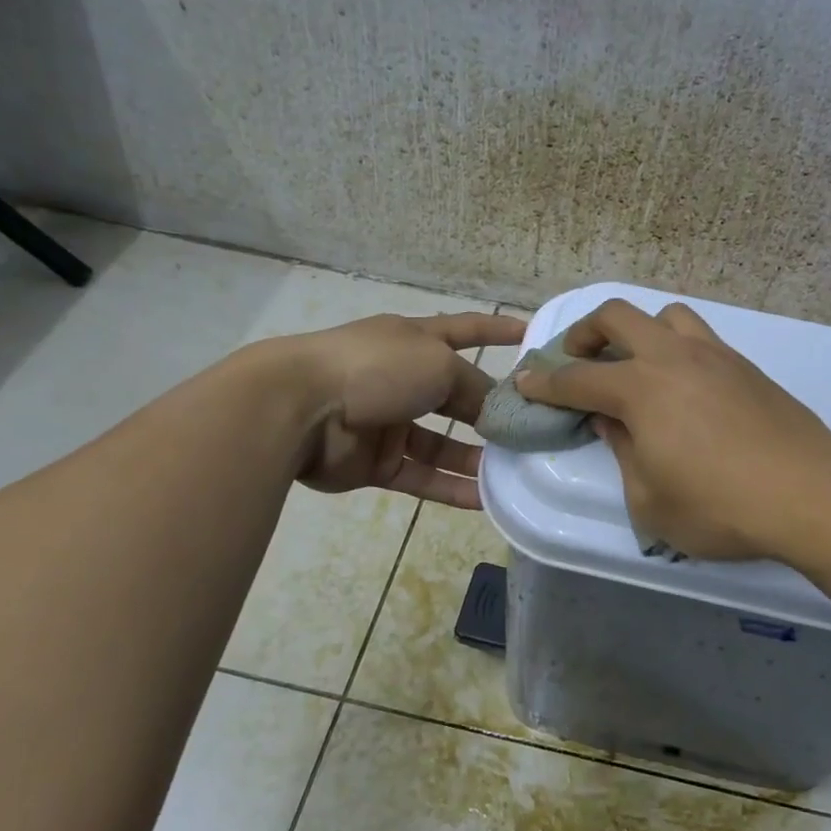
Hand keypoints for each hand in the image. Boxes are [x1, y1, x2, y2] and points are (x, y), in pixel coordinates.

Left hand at [285, 311, 524, 507]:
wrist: (299, 408)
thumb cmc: (376, 368)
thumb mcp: (438, 364)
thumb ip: (474, 385)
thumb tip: (496, 410)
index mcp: (414, 341)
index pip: (464, 330)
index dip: (495, 330)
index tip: (528, 333)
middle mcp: (402, 378)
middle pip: (456, 396)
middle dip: (490, 411)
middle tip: (531, 430)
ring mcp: (387, 422)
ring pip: (442, 443)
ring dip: (476, 457)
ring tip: (515, 471)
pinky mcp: (376, 463)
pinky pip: (422, 476)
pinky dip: (451, 487)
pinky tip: (485, 500)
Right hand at [514, 299, 830, 558]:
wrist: (809, 494)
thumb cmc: (720, 508)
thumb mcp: (650, 501)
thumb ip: (623, 454)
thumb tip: (611, 421)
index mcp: (640, 390)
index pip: (577, 379)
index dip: (545, 382)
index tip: (524, 379)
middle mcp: (672, 358)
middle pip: (617, 317)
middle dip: (585, 333)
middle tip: (577, 359)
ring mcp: (714, 356)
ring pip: (665, 315)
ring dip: (638, 330)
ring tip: (636, 364)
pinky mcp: (746, 366)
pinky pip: (700, 337)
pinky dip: (676, 347)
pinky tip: (684, 384)